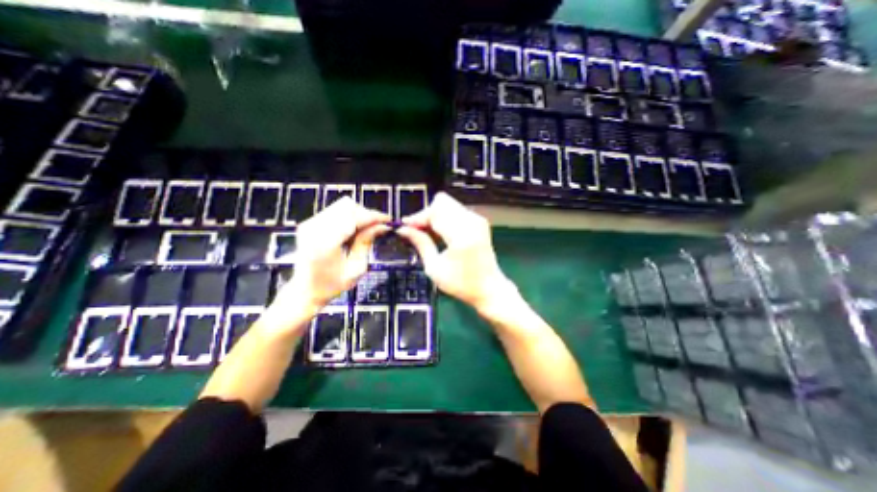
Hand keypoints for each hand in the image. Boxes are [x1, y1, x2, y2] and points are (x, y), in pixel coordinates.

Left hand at [278, 198, 388, 316]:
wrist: (305, 291)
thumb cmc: (332, 284)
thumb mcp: (356, 268)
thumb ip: (366, 243)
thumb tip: (383, 226)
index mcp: (325, 242)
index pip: (353, 218)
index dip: (373, 216)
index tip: (389, 220)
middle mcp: (314, 228)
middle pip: (347, 206)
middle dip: (366, 214)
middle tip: (378, 226)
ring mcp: (309, 223)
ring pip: (341, 206)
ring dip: (358, 214)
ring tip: (367, 229)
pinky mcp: (309, 223)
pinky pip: (334, 211)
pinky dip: (348, 217)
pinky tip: (354, 230)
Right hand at [397, 193, 514, 314]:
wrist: (489, 288)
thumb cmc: (462, 284)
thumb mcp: (435, 268)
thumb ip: (421, 244)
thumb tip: (404, 229)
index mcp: (462, 235)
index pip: (435, 212)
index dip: (418, 217)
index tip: (406, 227)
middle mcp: (472, 222)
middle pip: (441, 202)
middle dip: (427, 214)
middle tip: (418, 231)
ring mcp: (478, 220)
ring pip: (448, 204)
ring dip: (435, 216)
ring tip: (429, 234)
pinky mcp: (479, 221)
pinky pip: (456, 210)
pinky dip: (445, 218)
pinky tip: (441, 234)